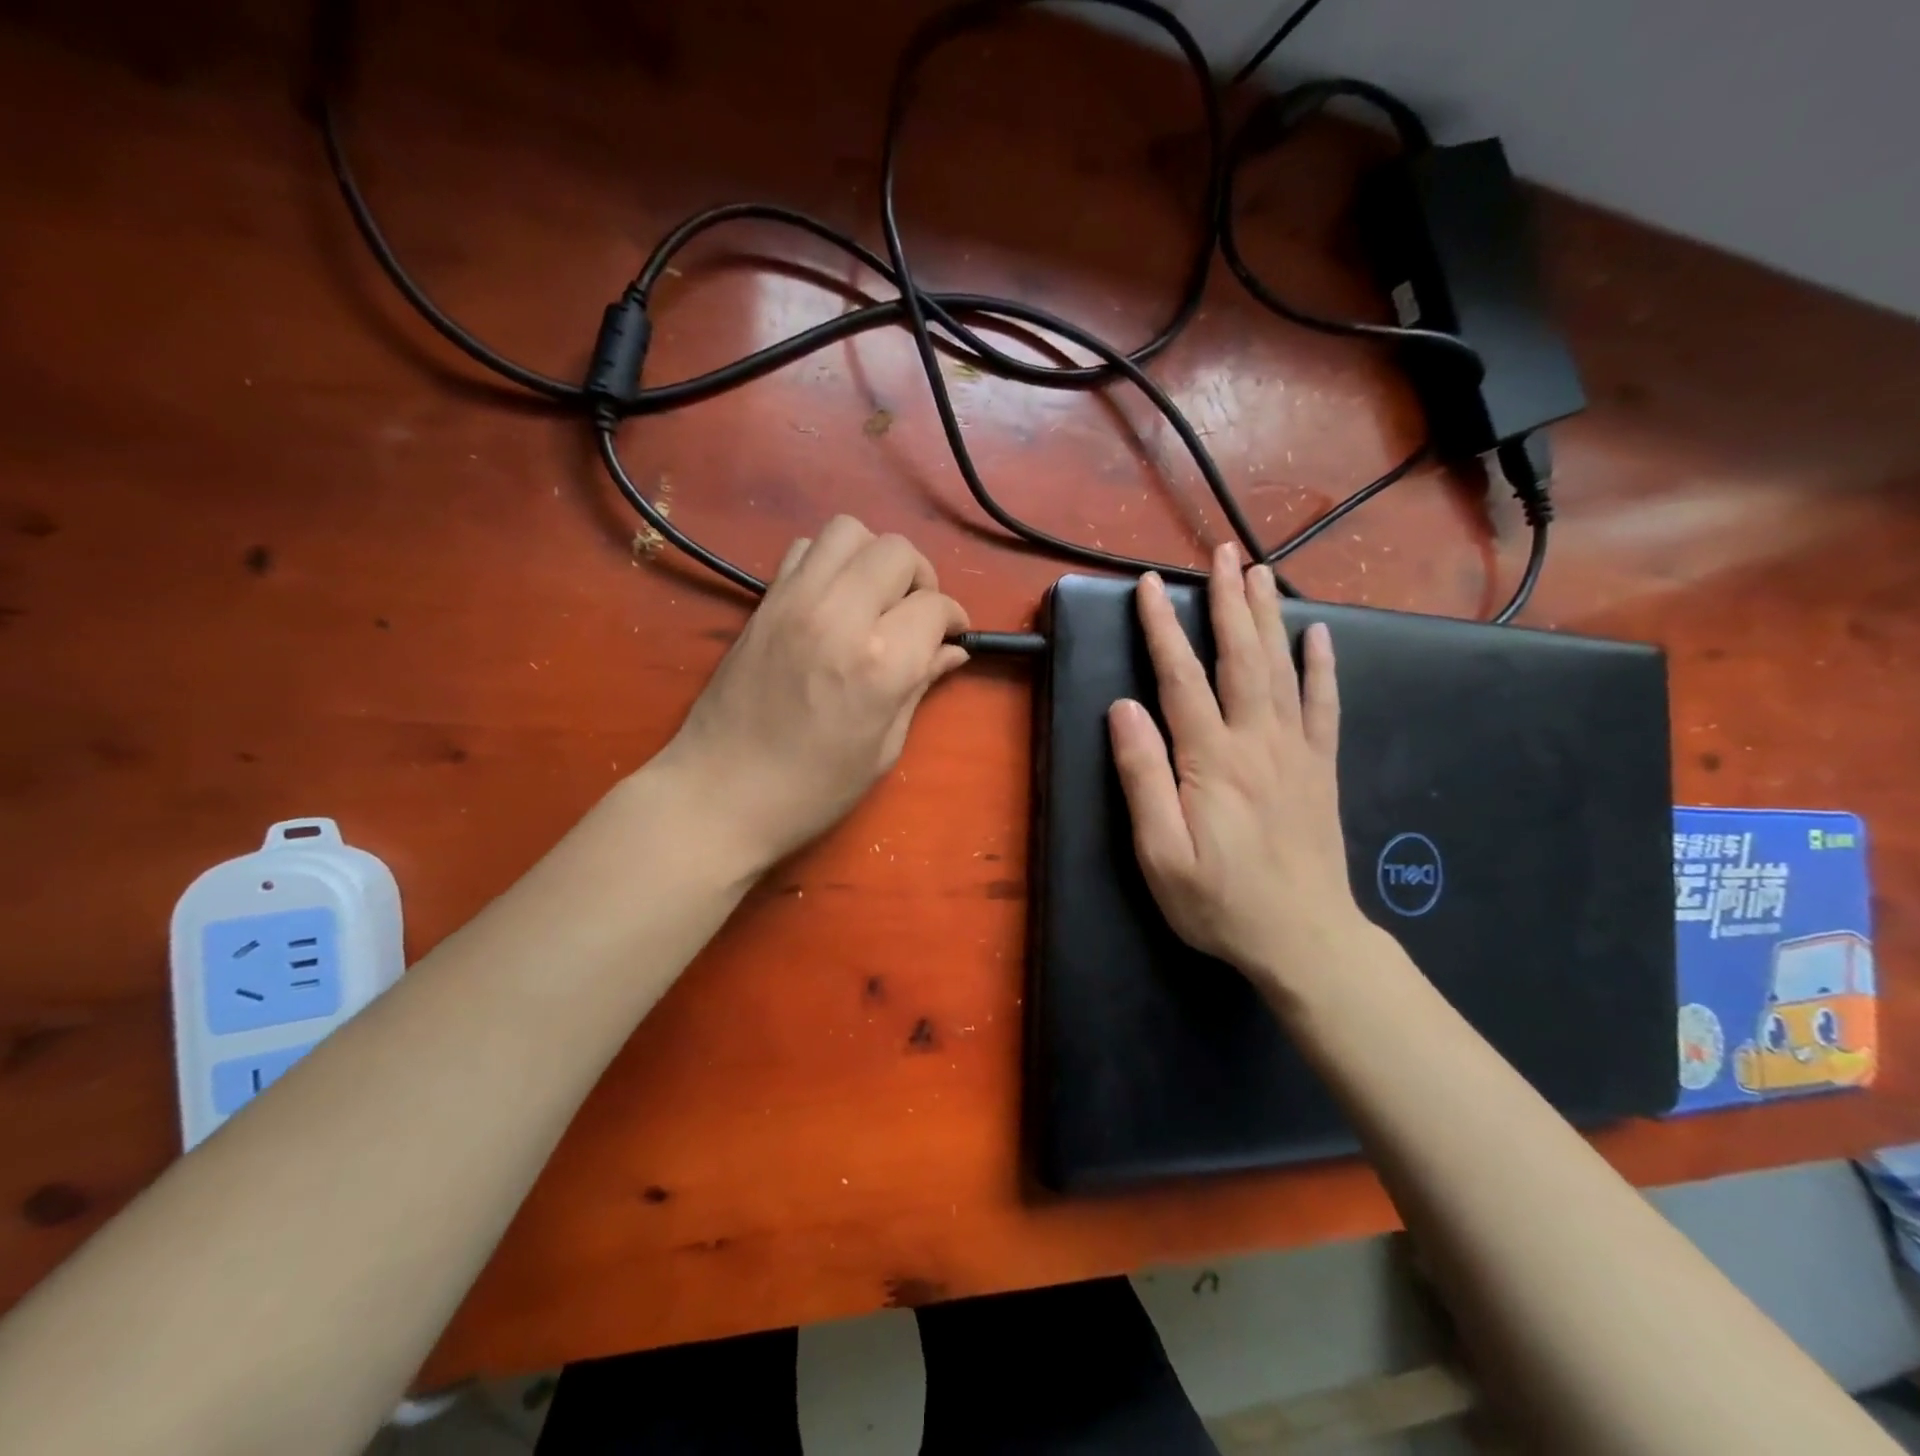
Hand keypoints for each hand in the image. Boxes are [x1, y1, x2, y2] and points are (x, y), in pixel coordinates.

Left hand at [656, 516, 968, 878]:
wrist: (719, 793)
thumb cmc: (812, 789)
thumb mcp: (882, 748)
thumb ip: (919, 686)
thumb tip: (951, 651)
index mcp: (880, 662)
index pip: (935, 606)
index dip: (954, 620)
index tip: (952, 637)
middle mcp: (840, 614)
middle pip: (897, 551)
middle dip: (920, 578)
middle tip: (915, 616)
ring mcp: (795, 601)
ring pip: (849, 531)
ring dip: (874, 558)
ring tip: (875, 598)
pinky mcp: (764, 601)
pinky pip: (805, 549)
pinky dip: (830, 561)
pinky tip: (833, 600)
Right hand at [1107, 545, 1369, 989]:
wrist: (1305, 939)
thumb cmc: (1219, 902)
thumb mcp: (1159, 853)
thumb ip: (1142, 777)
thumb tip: (1123, 709)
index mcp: (1212, 759)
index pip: (1181, 678)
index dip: (1163, 628)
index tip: (1150, 585)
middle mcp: (1257, 741)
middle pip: (1241, 656)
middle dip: (1229, 601)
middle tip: (1223, 553)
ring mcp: (1296, 751)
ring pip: (1282, 669)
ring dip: (1270, 616)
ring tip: (1262, 572)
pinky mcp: (1322, 768)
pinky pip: (1325, 706)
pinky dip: (1323, 667)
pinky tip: (1320, 635)